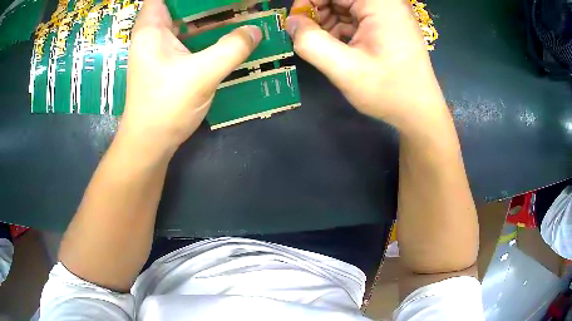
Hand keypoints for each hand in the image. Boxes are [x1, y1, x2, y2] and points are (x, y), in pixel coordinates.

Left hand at [119, 0, 261, 156]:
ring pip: (186, 21)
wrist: (151, 144)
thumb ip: (232, 48)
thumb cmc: (165, 107)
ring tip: (239, 10)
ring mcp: (161, 48)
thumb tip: (257, 30)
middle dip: (206, 2)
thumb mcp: (201, 75)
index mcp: (152, 28)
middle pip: (180, 5)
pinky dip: (209, 34)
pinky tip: (230, 33)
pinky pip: (191, 38)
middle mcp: (154, 34)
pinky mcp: (170, 61)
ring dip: (210, 15)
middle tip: (235, 2)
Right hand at [287, 0, 446, 130]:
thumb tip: (291, 22)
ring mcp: (387, 12)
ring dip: (327, 20)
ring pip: (344, 4)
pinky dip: (340, 27)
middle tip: (308, 35)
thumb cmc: (388, 92)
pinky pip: (354, 16)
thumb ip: (311, 43)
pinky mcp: (386, 23)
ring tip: (323, 44)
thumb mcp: (345, 70)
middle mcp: (385, 2)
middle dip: (317, 10)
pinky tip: (336, 46)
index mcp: (380, 3)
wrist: (419, 111)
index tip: (297, 22)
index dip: (309, 1)